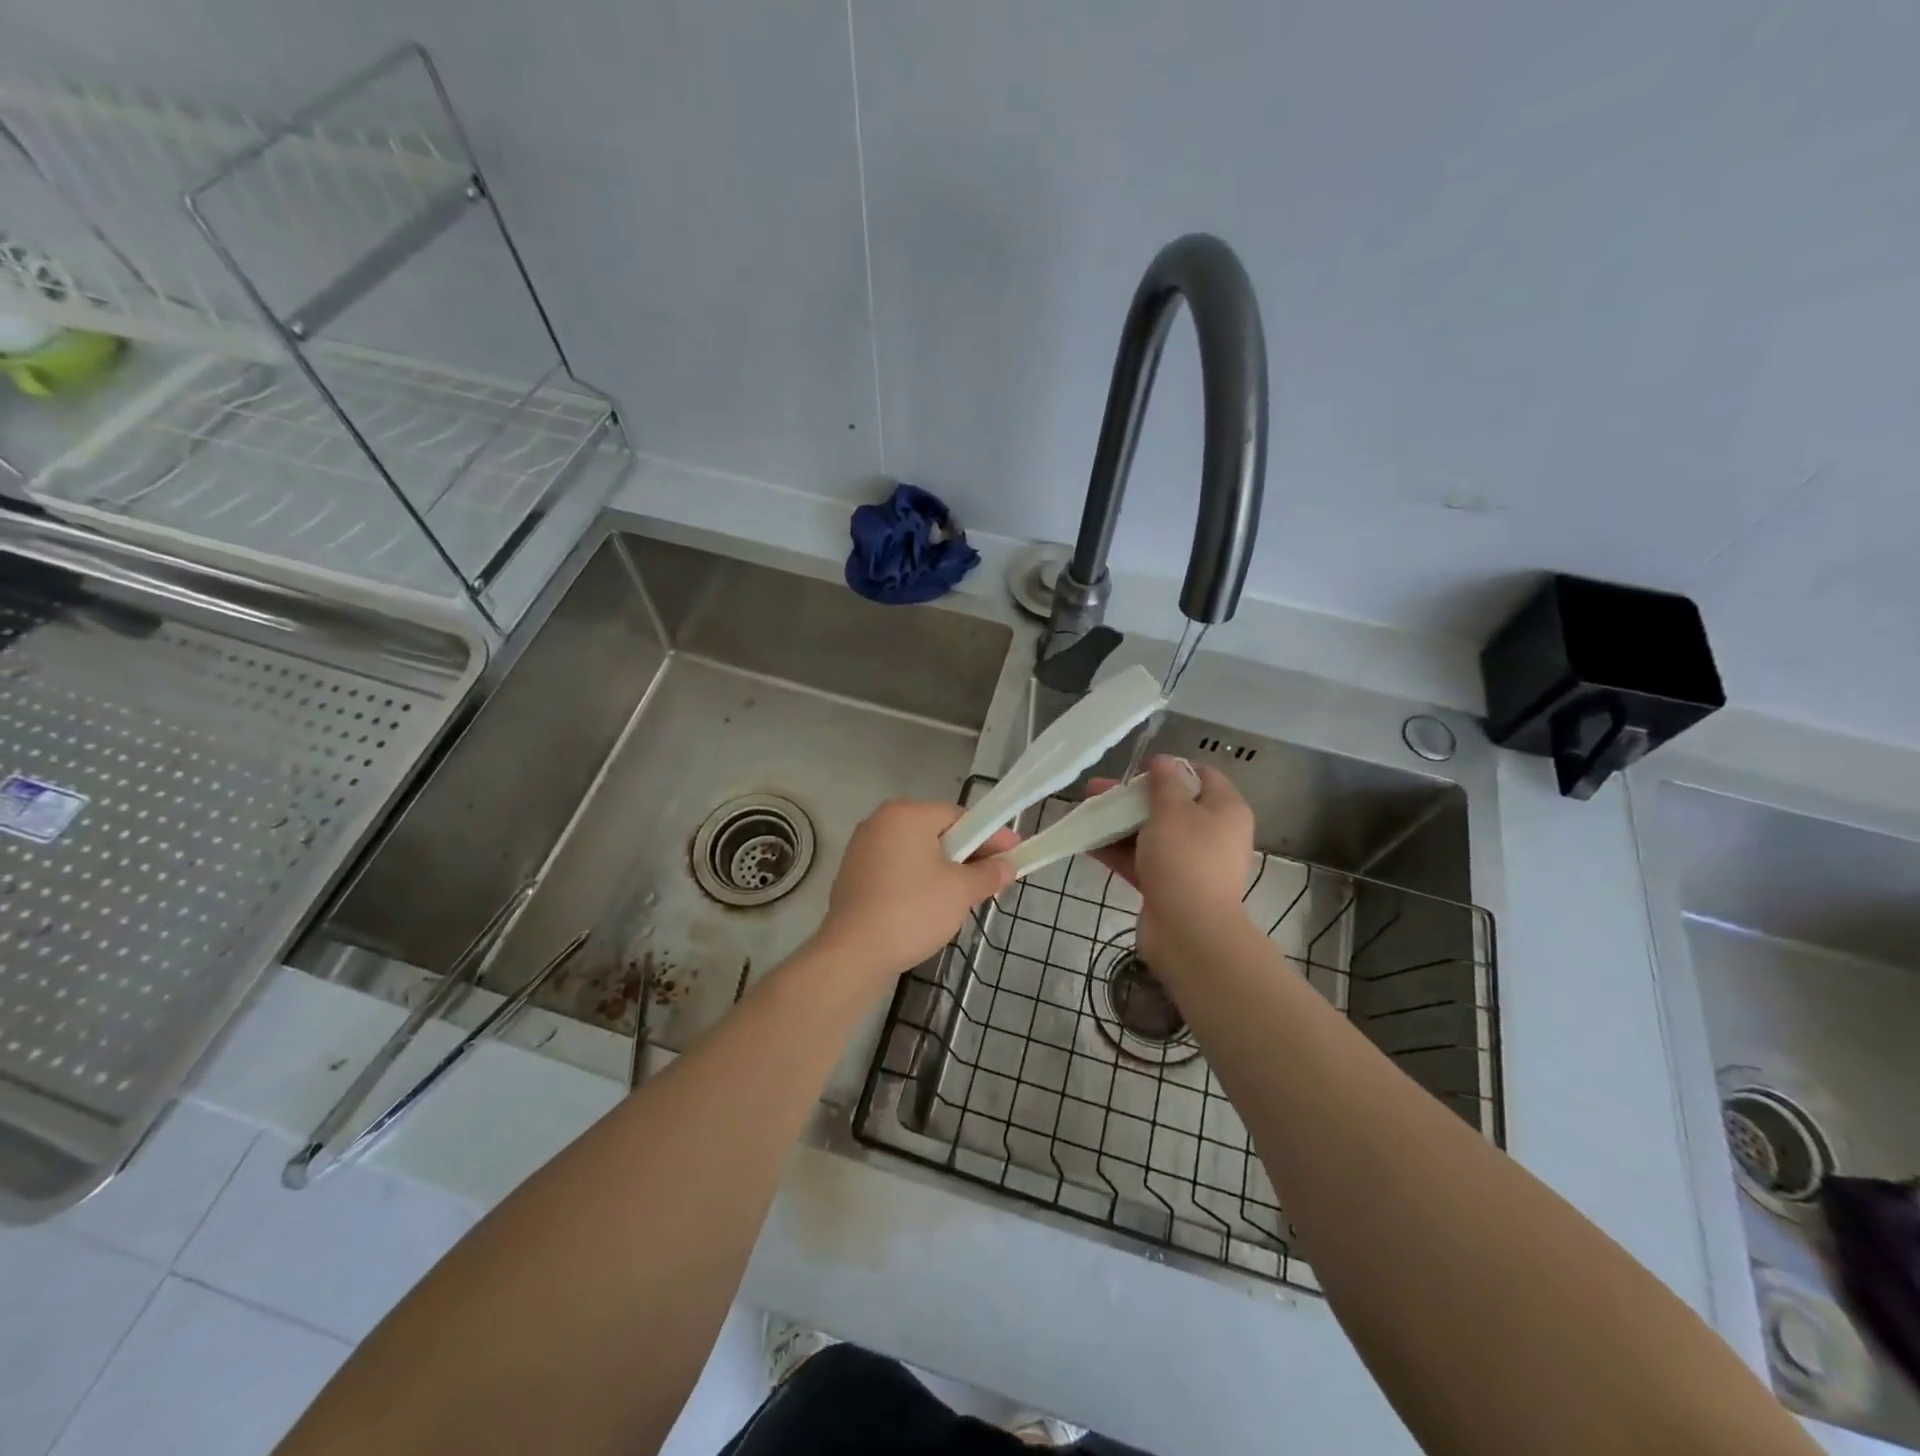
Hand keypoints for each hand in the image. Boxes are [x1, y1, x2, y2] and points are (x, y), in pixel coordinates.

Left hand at [815, 800, 1018, 985]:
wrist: (854, 952)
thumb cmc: (913, 910)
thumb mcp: (961, 891)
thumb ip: (989, 873)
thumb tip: (1008, 866)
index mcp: (906, 814)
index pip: (959, 817)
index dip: (990, 837)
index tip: (1014, 854)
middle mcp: (880, 822)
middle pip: (936, 833)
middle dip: (967, 855)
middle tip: (993, 878)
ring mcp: (862, 848)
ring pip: (916, 853)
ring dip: (943, 870)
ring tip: (965, 896)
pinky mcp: (853, 875)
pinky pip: (897, 870)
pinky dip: (917, 881)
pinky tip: (930, 906)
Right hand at [1090, 756, 1254, 962]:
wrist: (1189, 931)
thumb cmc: (1185, 859)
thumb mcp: (1172, 811)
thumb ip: (1164, 783)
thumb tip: (1163, 761)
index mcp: (1225, 810)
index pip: (1202, 775)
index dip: (1170, 768)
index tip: (1138, 770)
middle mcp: (1212, 833)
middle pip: (1170, 805)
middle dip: (1131, 797)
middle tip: (1097, 790)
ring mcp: (1189, 862)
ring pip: (1151, 833)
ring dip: (1119, 823)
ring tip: (1085, 813)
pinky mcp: (1169, 886)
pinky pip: (1141, 860)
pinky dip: (1118, 850)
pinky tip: (1087, 842)